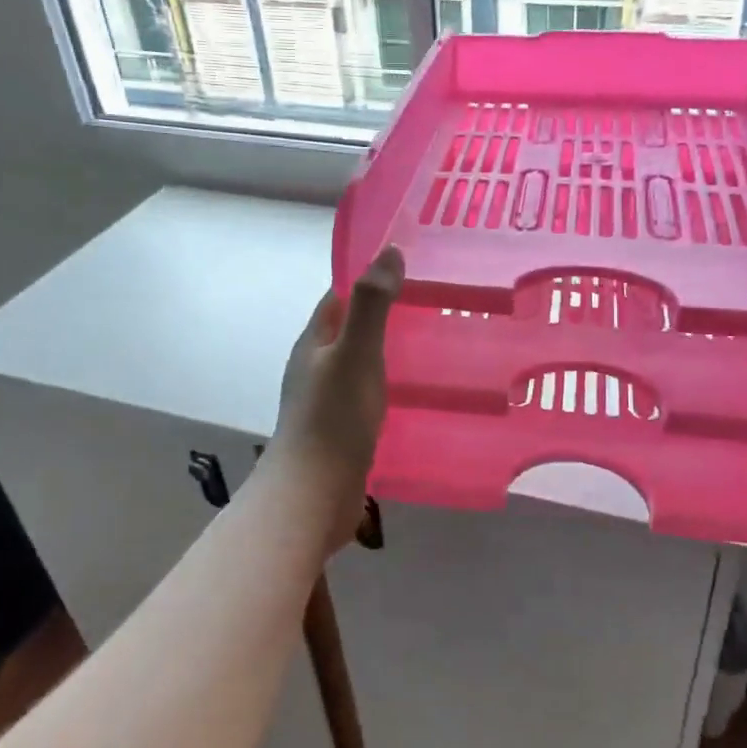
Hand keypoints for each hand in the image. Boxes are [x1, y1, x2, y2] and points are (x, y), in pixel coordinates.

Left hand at [269, 246, 404, 550]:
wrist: (313, 495)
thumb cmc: (334, 418)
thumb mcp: (356, 353)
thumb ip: (372, 304)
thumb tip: (389, 252)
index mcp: (314, 342)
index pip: (339, 297)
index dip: (367, 278)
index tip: (408, 267)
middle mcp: (316, 367)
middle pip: (350, 329)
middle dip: (384, 314)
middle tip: (432, 305)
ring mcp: (326, 401)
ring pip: (360, 363)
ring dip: (388, 351)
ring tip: (433, 345)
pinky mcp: (340, 430)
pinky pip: (367, 395)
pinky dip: (388, 385)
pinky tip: (415, 393)